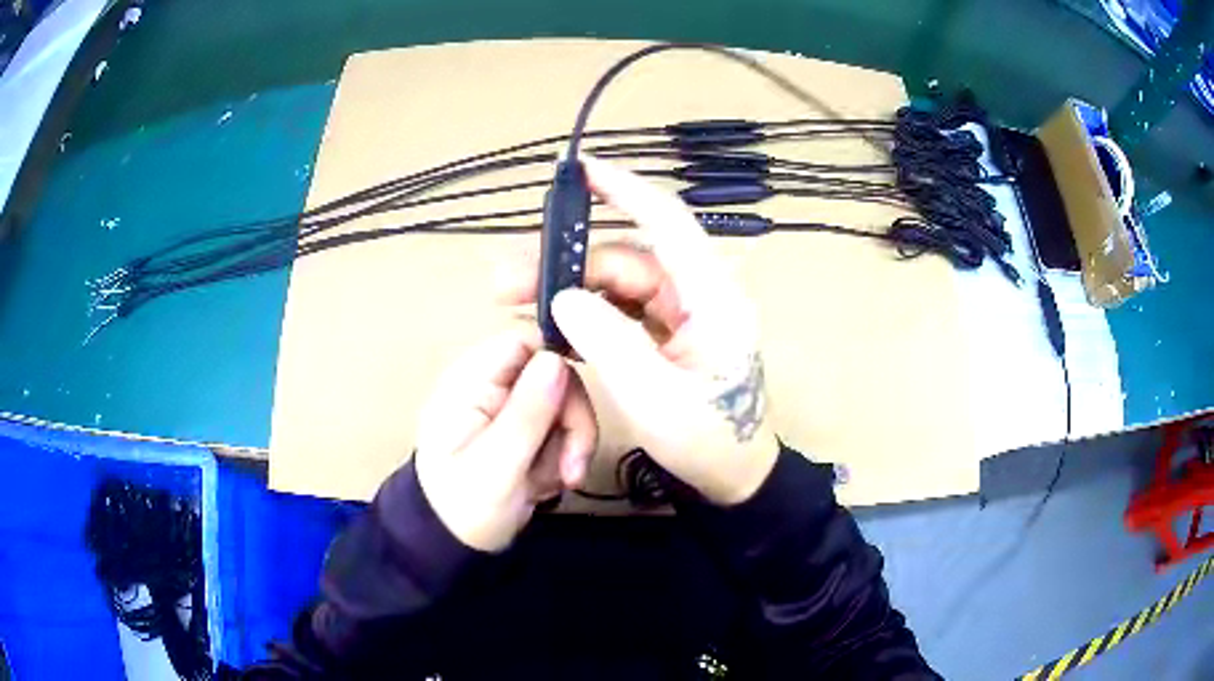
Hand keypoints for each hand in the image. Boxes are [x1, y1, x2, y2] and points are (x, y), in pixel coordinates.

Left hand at [414, 325, 596, 551]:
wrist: (454, 544)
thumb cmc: (464, 506)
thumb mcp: (497, 465)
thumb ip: (527, 413)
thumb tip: (557, 360)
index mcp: (471, 380)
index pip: (525, 341)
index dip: (560, 360)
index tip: (581, 403)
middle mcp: (491, 385)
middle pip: (554, 373)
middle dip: (571, 420)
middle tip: (572, 467)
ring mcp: (507, 407)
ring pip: (564, 403)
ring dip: (569, 444)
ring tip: (555, 482)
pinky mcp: (523, 429)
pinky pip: (561, 428)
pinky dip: (562, 456)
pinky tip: (547, 483)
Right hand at [502, 156, 778, 504]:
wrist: (735, 479)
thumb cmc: (709, 442)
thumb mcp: (655, 398)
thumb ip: (609, 342)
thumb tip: (563, 295)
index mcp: (713, 295)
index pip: (666, 221)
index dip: (623, 189)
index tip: (578, 169)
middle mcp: (700, 292)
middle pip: (626, 257)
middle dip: (566, 263)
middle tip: (505, 281)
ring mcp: (685, 312)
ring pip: (619, 283)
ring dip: (569, 289)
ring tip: (516, 303)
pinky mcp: (671, 332)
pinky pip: (623, 309)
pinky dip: (587, 313)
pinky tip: (552, 323)